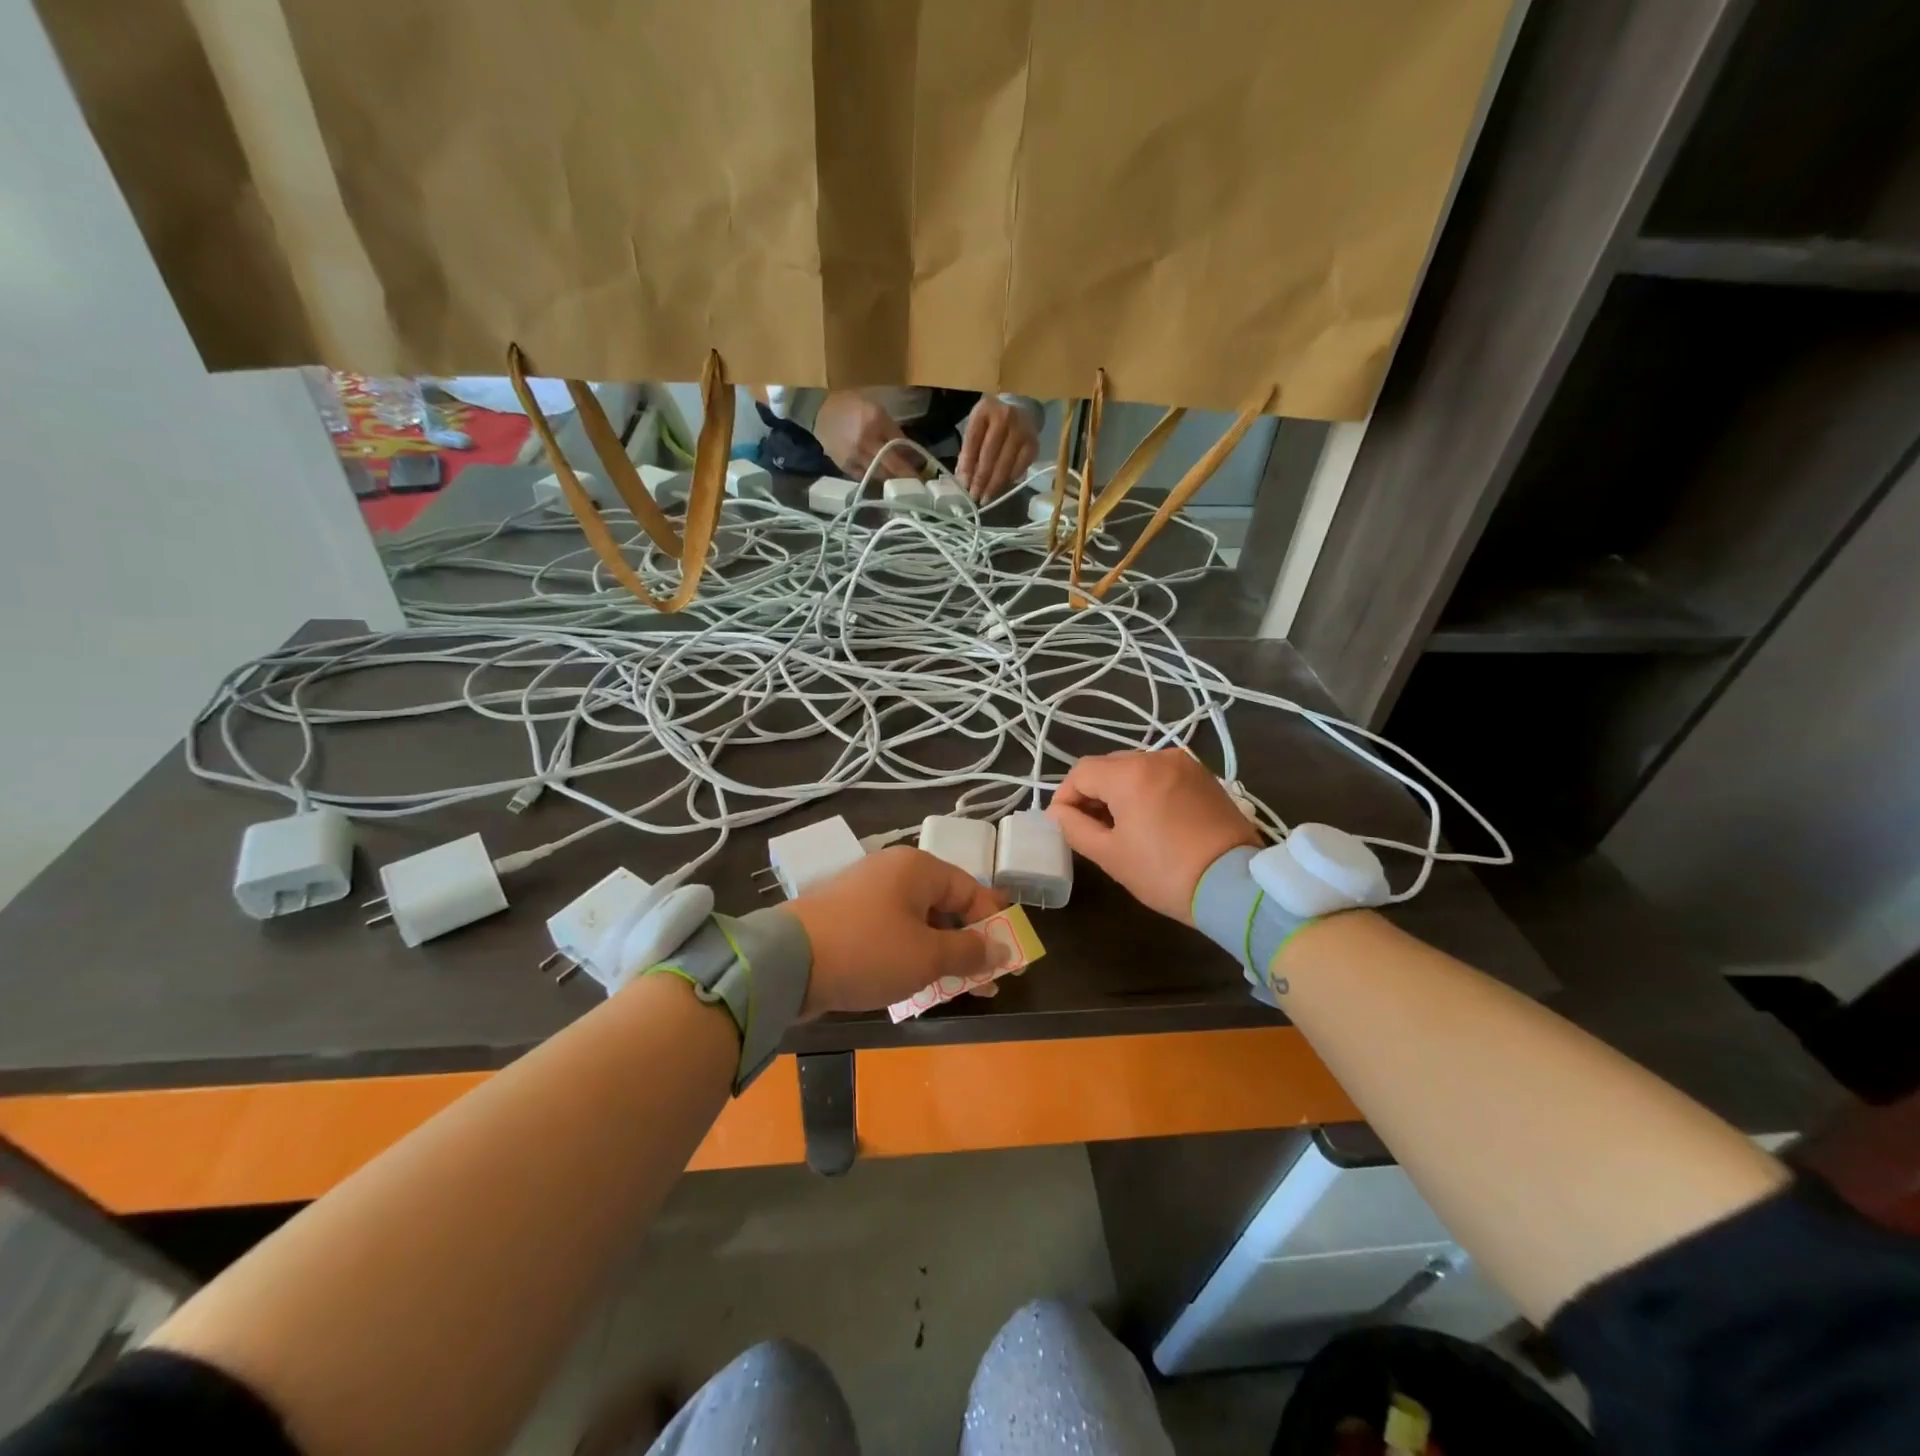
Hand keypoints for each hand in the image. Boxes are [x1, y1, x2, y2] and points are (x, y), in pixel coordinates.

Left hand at [786, 847, 1011, 1016]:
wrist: (786, 963)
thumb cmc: (868, 951)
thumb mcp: (927, 956)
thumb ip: (969, 951)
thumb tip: (1000, 948)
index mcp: (917, 868)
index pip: (970, 889)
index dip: (993, 923)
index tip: (1008, 958)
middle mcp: (893, 872)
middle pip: (944, 905)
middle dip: (967, 944)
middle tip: (985, 981)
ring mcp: (866, 893)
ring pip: (917, 922)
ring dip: (940, 954)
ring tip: (954, 989)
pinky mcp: (846, 917)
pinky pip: (891, 932)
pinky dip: (909, 954)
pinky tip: (915, 984)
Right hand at [814, 390, 919, 481]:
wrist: (819, 411)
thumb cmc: (852, 406)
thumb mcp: (877, 411)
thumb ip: (894, 432)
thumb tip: (912, 454)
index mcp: (875, 422)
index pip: (900, 446)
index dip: (913, 462)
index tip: (926, 473)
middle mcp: (866, 442)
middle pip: (892, 466)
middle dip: (907, 477)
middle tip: (918, 485)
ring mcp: (854, 457)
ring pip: (880, 476)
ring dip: (893, 480)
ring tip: (902, 484)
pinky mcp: (845, 467)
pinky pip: (865, 478)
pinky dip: (875, 479)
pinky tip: (881, 478)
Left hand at [957, 396, 1039, 500]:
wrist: (1022, 409)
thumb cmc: (993, 421)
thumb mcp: (977, 427)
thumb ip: (969, 450)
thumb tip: (963, 479)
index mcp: (985, 410)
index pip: (973, 441)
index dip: (967, 465)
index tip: (963, 484)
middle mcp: (1005, 417)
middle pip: (990, 455)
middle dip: (981, 479)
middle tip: (974, 496)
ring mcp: (1022, 431)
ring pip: (1005, 464)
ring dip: (994, 484)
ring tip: (985, 497)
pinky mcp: (1033, 445)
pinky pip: (1019, 468)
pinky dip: (1009, 480)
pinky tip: (1001, 488)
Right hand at [1047, 749, 1259, 922]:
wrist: (1235, 886)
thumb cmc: (1165, 872)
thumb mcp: (1111, 855)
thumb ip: (1075, 828)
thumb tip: (1057, 813)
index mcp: (1130, 773)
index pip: (1081, 773)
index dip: (1065, 796)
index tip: (1062, 824)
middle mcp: (1157, 757)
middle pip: (1108, 766)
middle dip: (1092, 792)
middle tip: (1088, 827)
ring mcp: (1185, 764)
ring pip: (1136, 769)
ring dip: (1120, 790)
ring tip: (1120, 825)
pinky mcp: (1205, 777)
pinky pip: (1162, 775)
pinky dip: (1147, 790)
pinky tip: (1149, 819)